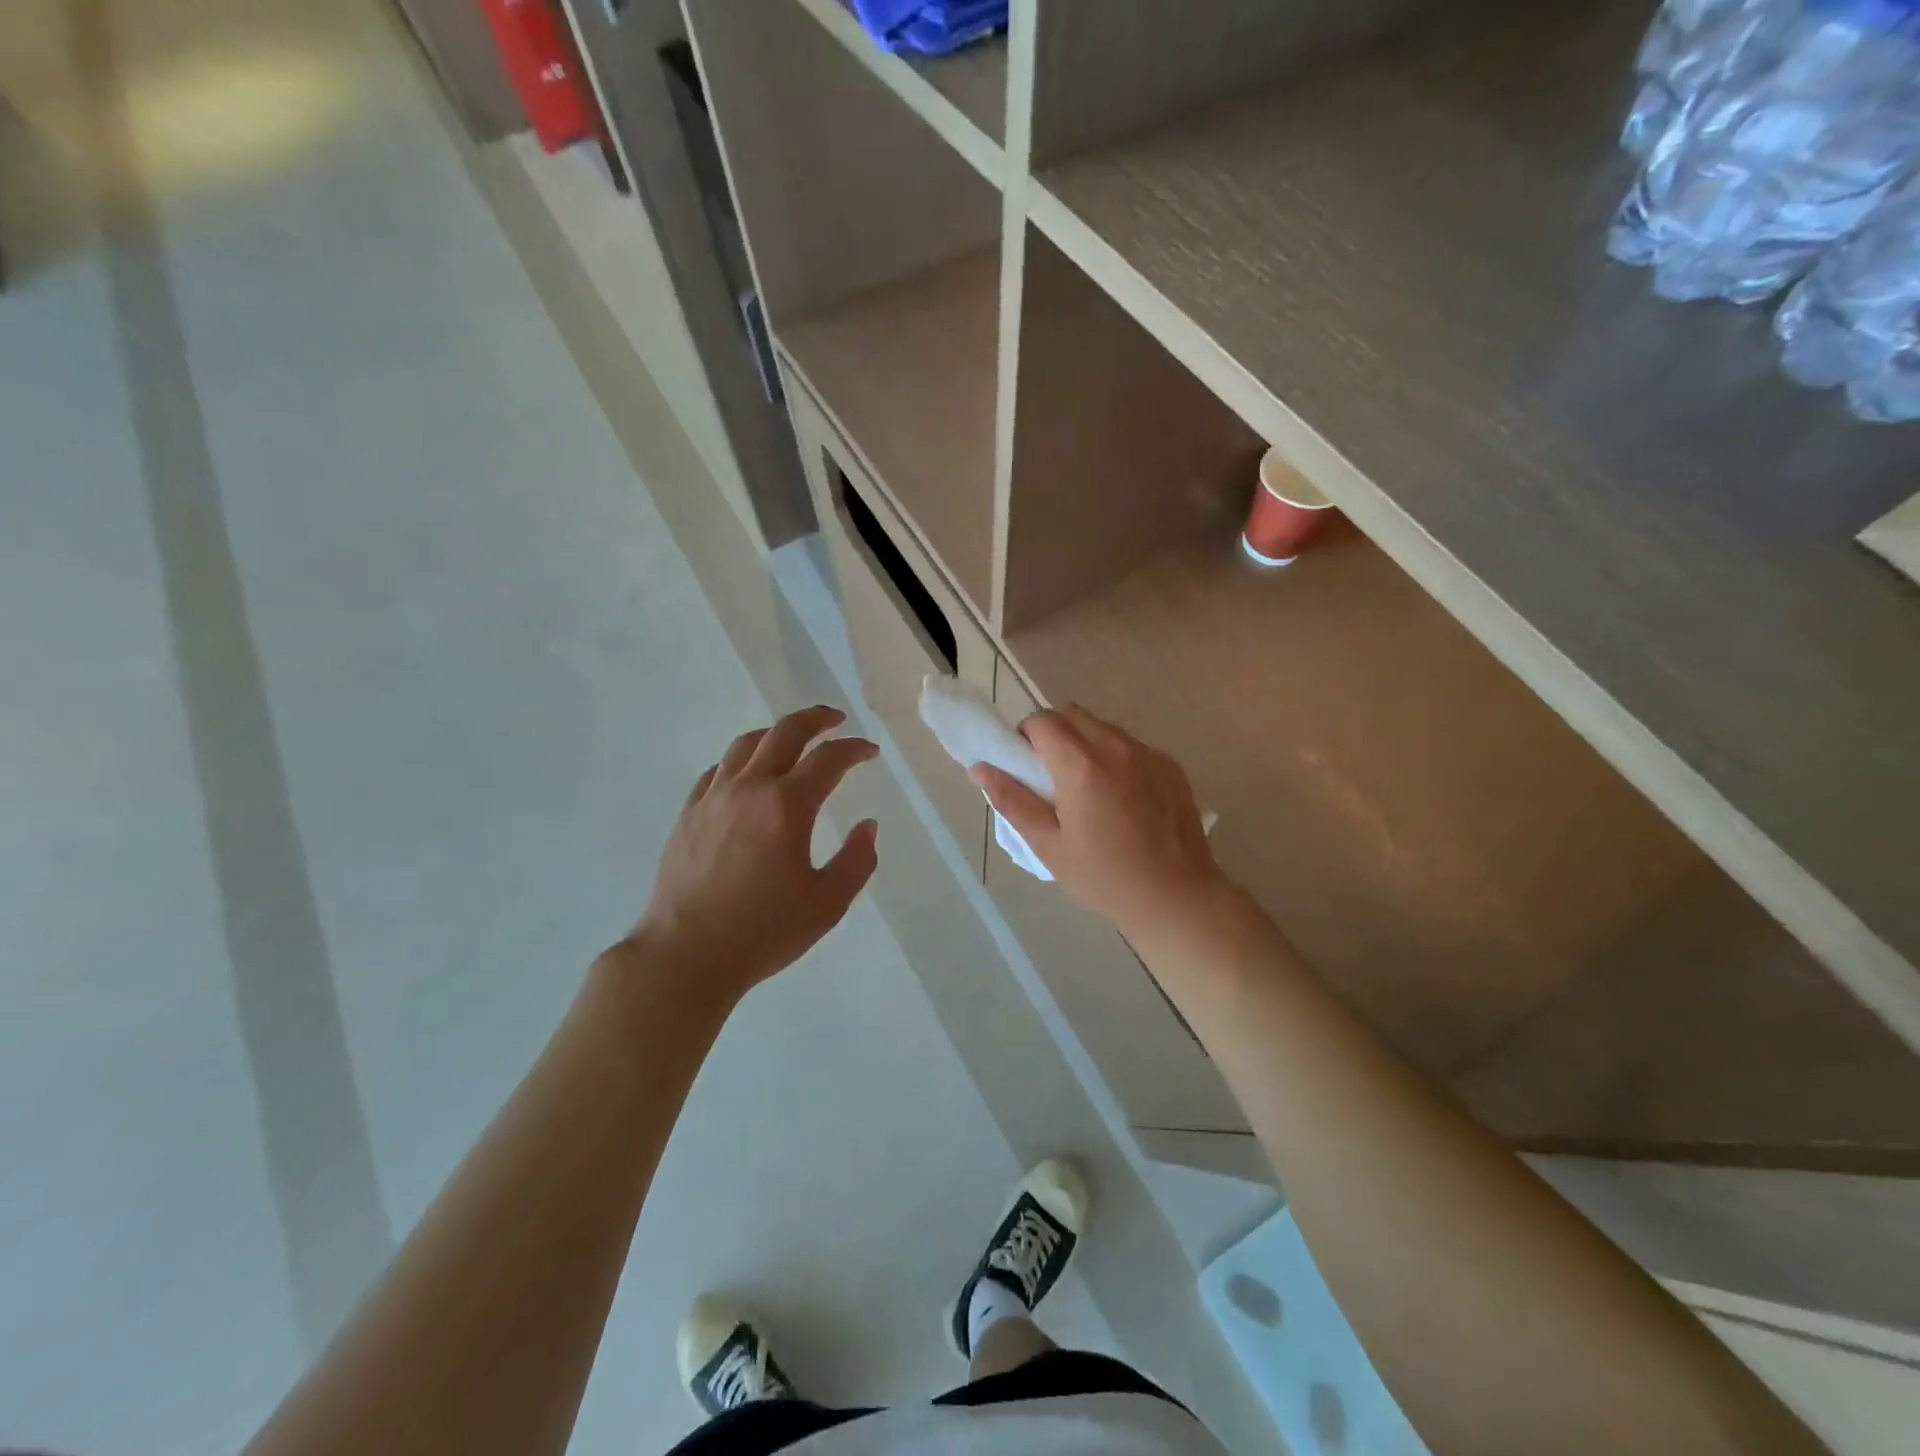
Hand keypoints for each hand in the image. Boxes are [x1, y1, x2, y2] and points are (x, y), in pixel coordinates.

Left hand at [624, 706, 879, 1006]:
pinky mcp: (688, 815)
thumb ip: (857, 860)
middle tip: (836, 719)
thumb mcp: (827, 903)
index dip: (854, 749)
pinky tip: (746, 775)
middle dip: (816, 719)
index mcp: (787, 806)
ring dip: (775, 733)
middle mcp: (749, 789)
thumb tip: (867, 826)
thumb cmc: (763, 932)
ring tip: (793, 739)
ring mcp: (712, 798)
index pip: (829, 760)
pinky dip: (740, 761)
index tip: (870, 752)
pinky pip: (716, 771)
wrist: (685, 956)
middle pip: (785, 733)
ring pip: (745, 745)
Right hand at [969, 705, 1226, 941]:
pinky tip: (1121, 797)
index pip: (1041, 721)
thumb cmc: (1104, 878)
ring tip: (1087, 787)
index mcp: (1081, 767)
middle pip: (1072, 714)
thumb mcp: (1049, 846)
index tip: (1026, 766)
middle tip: (1051, 775)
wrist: (1177, 897)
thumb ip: (1012, 800)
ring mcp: (1148, 753)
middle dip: (1053, 733)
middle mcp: (1116, 747)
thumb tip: (979, 768)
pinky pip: (1131, 744)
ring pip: (1103, 726)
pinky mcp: (1170, 765)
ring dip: (1085, 742)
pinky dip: (1115, 756)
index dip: (1025, 736)